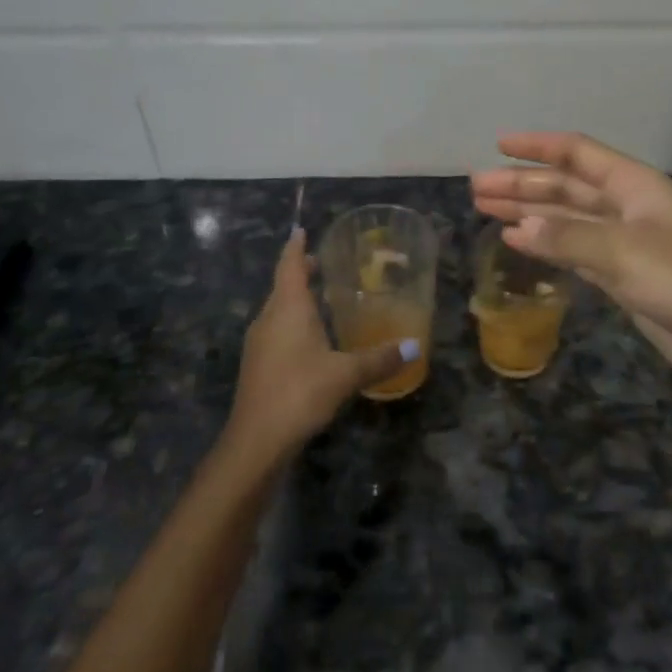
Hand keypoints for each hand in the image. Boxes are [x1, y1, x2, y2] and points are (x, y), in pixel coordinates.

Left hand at [224, 230, 414, 464]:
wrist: (256, 440)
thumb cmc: (300, 392)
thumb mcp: (346, 374)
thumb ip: (380, 359)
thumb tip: (415, 346)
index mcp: (287, 308)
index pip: (290, 266)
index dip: (296, 247)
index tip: (301, 230)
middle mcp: (269, 318)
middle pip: (282, 286)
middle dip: (300, 272)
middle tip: (323, 264)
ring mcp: (259, 343)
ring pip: (278, 310)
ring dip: (296, 300)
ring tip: (322, 298)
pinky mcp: (257, 365)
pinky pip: (276, 331)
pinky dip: (292, 323)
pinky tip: (311, 339)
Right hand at [472, 132, 671, 400]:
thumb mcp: (623, 252)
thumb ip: (567, 236)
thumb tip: (519, 227)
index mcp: (636, 185)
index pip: (579, 153)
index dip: (538, 147)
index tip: (498, 145)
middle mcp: (627, 206)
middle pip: (566, 186)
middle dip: (523, 184)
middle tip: (476, 188)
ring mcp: (623, 240)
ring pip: (566, 217)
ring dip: (528, 211)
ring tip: (484, 208)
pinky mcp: (620, 273)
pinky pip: (572, 248)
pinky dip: (545, 242)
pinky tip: (516, 240)